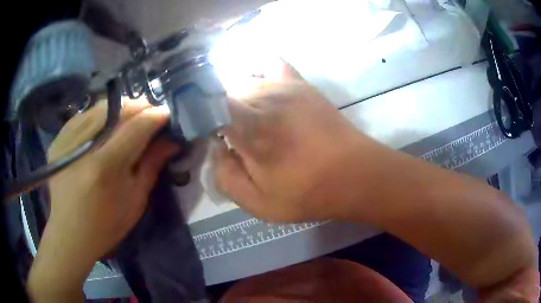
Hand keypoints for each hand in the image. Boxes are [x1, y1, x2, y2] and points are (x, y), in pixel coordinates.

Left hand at [28, 98, 178, 301]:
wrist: (69, 233)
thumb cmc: (106, 225)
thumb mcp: (135, 201)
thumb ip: (152, 165)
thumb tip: (172, 140)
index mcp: (106, 166)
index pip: (137, 125)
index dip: (156, 115)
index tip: (168, 114)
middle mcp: (85, 146)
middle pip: (118, 109)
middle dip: (140, 107)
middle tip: (150, 116)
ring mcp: (67, 140)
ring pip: (101, 106)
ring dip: (120, 109)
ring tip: (129, 119)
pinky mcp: (59, 140)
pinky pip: (84, 114)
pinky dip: (99, 115)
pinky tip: (105, 126)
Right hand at [213, 60, 374, 221]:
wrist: (355, 174)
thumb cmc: (308, 192)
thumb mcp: (259, 203)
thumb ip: (226, 177)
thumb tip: (217, 149)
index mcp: (249, 128)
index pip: (206, 103)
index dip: (196, 114)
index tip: (204, 133)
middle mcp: (262, 97)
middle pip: (221, 92)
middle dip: (217, 113)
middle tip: (233, 138)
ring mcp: (282, 85)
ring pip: (241, 79)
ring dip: (235, 98)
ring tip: (249, 121)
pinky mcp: (299, 83)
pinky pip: (270, 62)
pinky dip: (256, 68)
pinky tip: (259, 85)